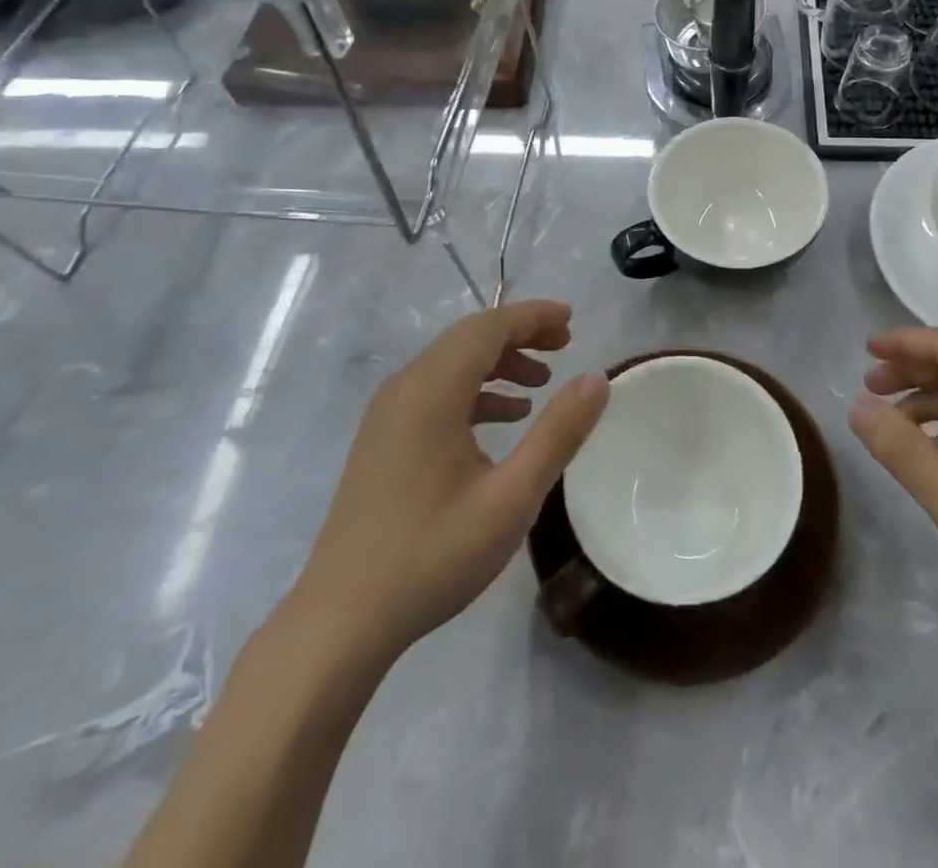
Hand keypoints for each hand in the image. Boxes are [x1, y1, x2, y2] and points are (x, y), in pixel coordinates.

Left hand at [291, 300, 608, 661]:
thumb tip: (597, 379)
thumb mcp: (511, 497)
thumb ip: (558, 433)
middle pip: (469, 338)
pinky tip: (504, 419)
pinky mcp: (383, 439)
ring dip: (498, 362)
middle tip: (566, 344)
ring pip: (451, 364)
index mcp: (432, 391)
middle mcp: (405, 388)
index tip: (572, 320)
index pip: (488, 327)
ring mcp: (388, 414)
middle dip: (519, 334)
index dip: (533, 316)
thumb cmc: (432, 555)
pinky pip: (436, 392)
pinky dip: (475, 391)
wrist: (341, 621)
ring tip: (542, 383)